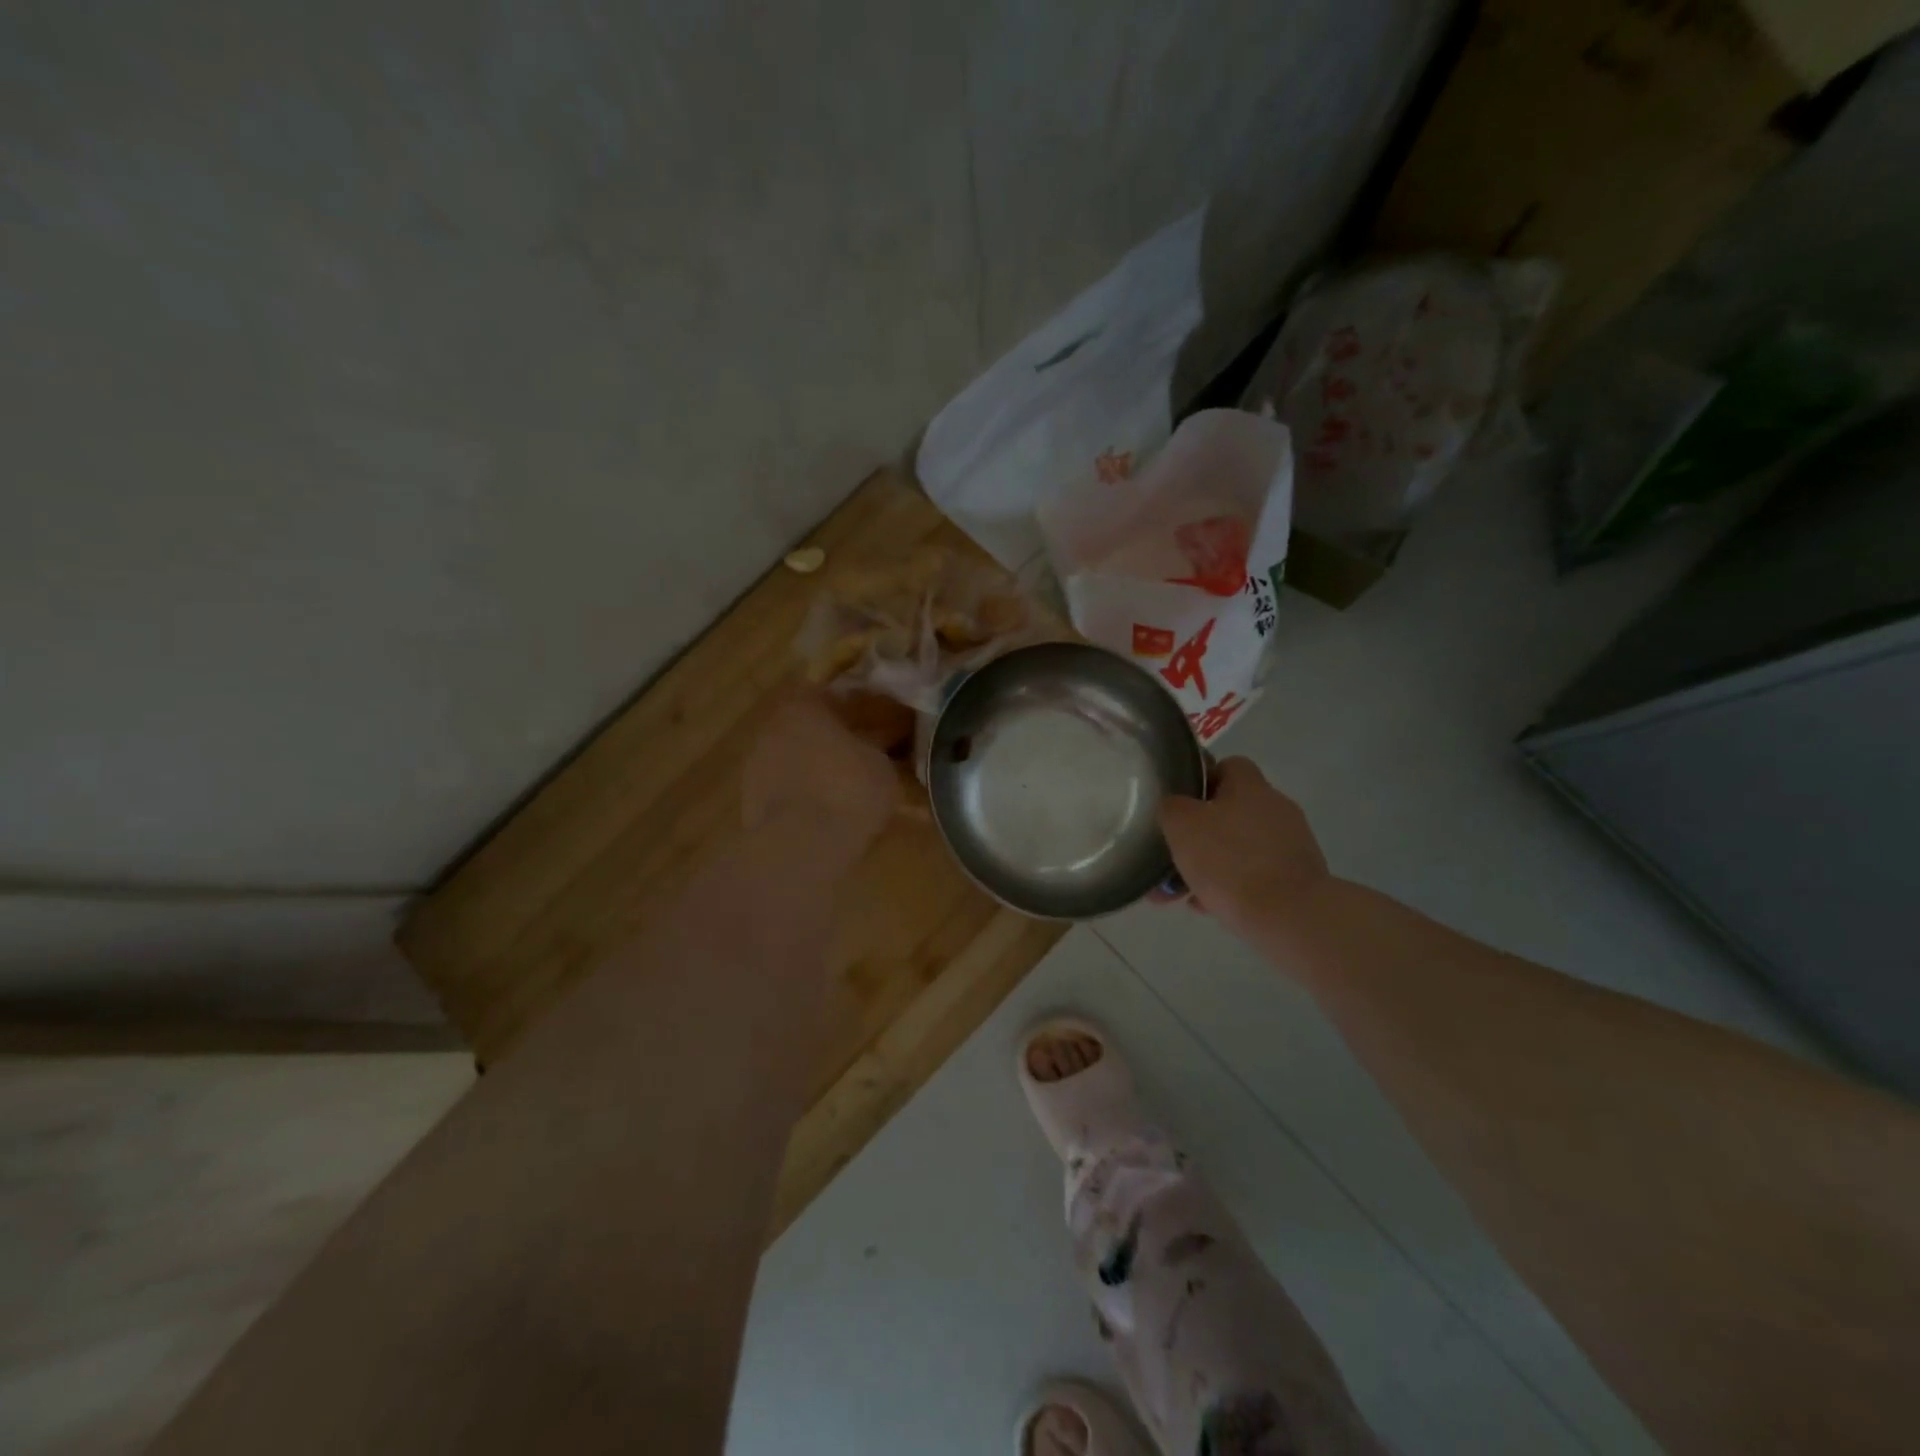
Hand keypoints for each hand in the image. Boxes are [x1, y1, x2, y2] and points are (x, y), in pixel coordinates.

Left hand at [740, 688, 899, 848]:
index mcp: (804, 706)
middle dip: (834, 740)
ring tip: (844, 790)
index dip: (859, 712)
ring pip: (795, 758)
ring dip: (816, 768)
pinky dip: (803, 794)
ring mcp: (756, 765)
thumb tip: (877, 740)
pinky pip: (786, 788)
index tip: (878, 727)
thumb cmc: (849, 790)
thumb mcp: (881, 763)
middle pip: (809, 727)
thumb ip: (876, 745)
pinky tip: (825, 812)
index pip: (834, 697)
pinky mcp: (750, 800)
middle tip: (863, 758)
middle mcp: (773, 727)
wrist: (802, 846)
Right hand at [1159, 757, 1329, 932]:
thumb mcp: (1182, 825)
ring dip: (1212, 864)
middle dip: (1201, 833)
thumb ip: (1172, 807)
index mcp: (1251, 787)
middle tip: (1174, 855)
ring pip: (1240, 848)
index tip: (1180, 805)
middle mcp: (1276, 809)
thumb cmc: (1229, 861)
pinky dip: (1233, 887)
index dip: (1202, 781)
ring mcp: (1291, 845)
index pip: (1228, 766)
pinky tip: (1209, 908)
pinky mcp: (1299, 879)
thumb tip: (1175, 806)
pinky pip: (1256, 876)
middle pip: (1231, 811)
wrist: (1289, 916)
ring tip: (1183, 892)